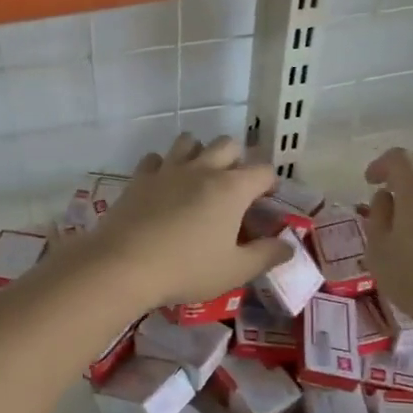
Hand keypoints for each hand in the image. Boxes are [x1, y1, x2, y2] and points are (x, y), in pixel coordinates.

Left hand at [81, 134, 286, 311]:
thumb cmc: (187, 269)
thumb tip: (289, 246)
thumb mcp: (235, 270)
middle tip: (233, 188)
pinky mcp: (140, 178)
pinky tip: (163, 186)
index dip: (270, 183)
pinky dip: (164, 166)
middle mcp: (203, 169)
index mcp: (232, 188)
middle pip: (228, 144)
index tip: (266, 201)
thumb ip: (266, 255)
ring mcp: (168, 169)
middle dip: (236, 160)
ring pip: (190, 141)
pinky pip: (156, 159)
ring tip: (198, 178)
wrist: (124, 265)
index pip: (263, 170)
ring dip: (199, 153)